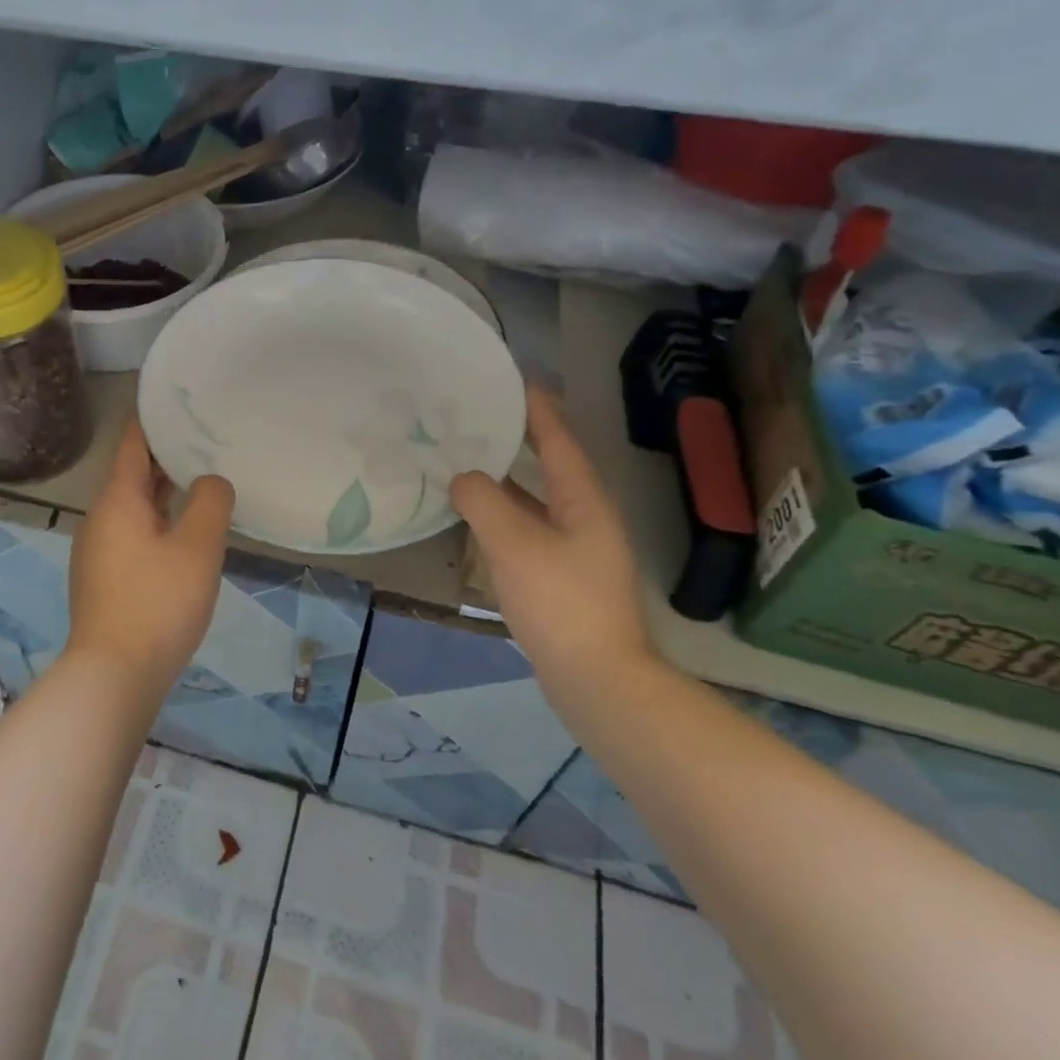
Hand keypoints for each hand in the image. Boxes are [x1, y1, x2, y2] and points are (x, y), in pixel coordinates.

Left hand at [67, 418, 234, 689]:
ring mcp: (97, 551)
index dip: (153, 419)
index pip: (132, 443)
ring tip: (200, 481)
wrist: (113, 675)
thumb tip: (210, 482)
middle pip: (132, 474)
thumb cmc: (158, 602)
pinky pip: (131, 533)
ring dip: (162, 491)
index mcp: (118, 500)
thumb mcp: (198, 547)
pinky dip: (156, 521)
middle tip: (203, 439)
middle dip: (164, 456)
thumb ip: (210, 502)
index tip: (178, 401)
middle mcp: (100, 518)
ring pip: (133, 506)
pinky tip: (183, 534)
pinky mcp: (103, 578)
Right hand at [451, 385, 657, 693]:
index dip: (535, 406)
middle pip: (549, 463)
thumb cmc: (559, 603)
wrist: (596, 680)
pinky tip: (477, 518)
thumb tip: (463, 478)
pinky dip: (504, 514)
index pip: (558, 437)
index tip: (509, 379)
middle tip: (473, 418)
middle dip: (515, 438)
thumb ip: (482, 501)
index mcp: (583, 499)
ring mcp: (578, 548)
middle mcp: (586, 516)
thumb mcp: (513, 544)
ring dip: (506, 478)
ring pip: (537, 498)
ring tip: (466, 459)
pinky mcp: (564, 576)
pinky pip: (530, 528)